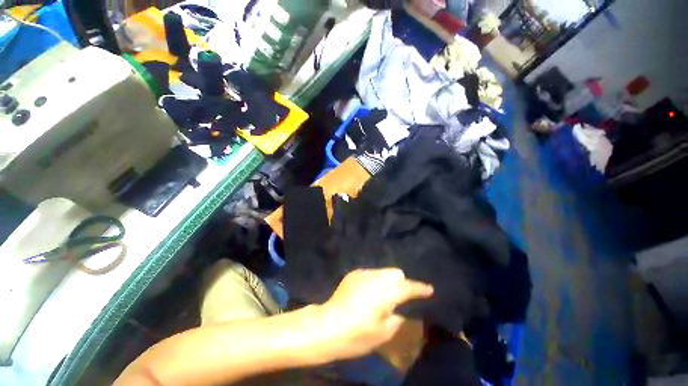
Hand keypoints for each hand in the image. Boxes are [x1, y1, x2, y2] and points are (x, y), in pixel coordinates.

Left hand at [314, 268, 433, 361]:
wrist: (328, 325)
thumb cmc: (358, 334)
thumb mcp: (383, 333)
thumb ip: (397, 317)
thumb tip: (400, 309)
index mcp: (386, 292)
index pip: (408, 286)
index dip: (420, 288)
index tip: (429, 289)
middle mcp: (376, 277)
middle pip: (395, 272)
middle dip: (401, 282)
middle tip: (399, 297)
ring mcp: (363, 273)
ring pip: (383, 271)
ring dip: (387, 281)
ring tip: (382, 295)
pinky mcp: (353, 273)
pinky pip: (370, 273)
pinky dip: (374, 280)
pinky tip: (367, 293)